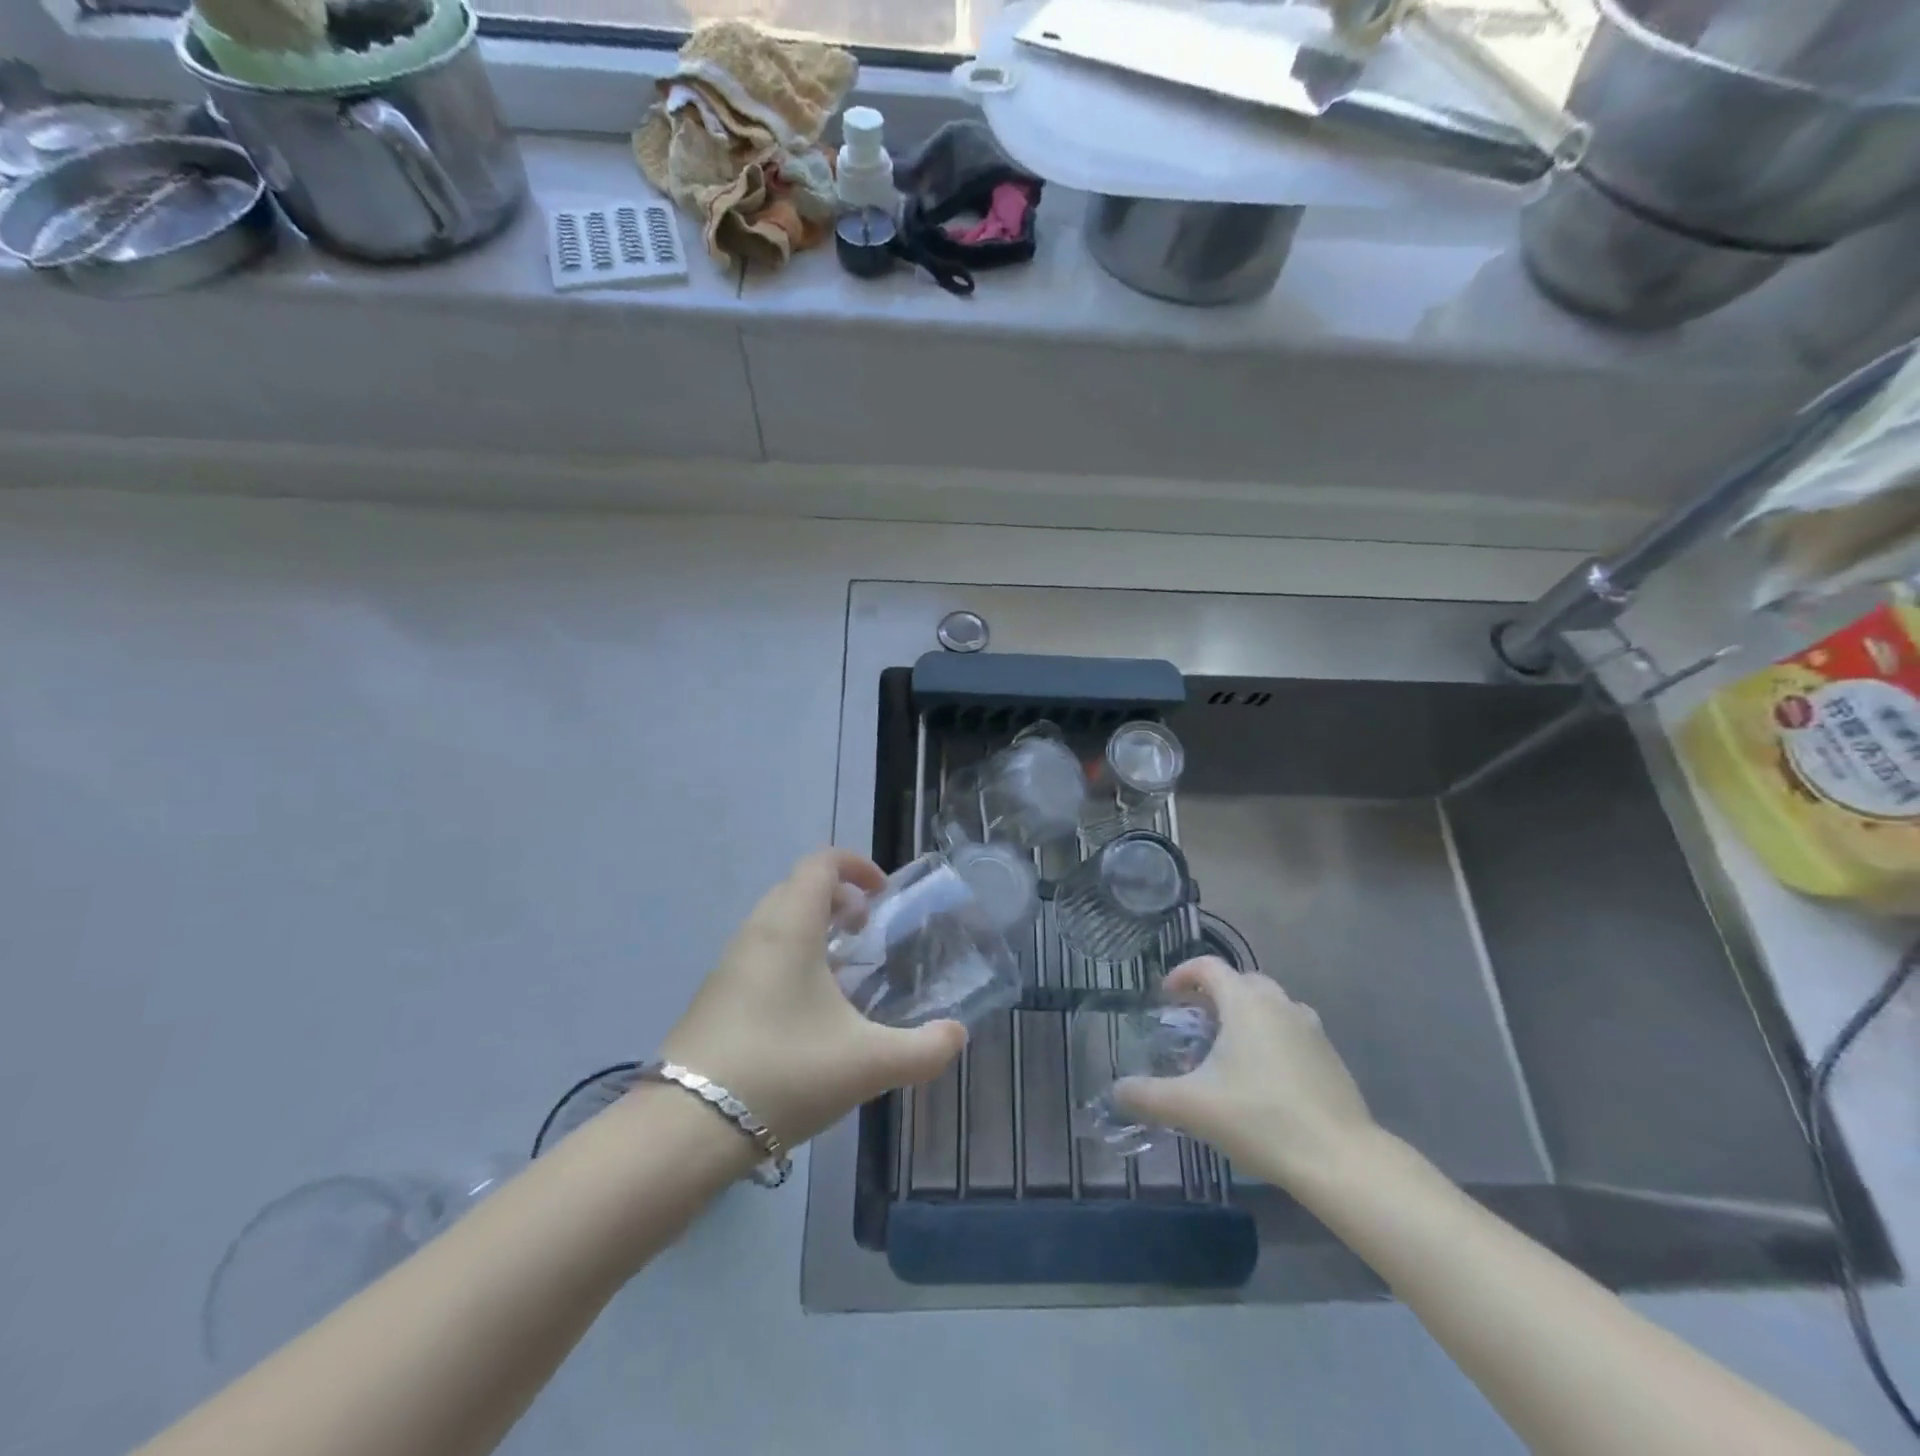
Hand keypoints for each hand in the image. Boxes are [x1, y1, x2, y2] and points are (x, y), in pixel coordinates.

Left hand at [661, 850, 966, 1150]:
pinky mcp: (713, 999)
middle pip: (797, 888)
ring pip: (775, 923)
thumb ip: (923, 1050)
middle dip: (836, 899)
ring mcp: (727, 967)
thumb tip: (956, 1035)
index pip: (820, 863)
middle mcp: (755, 934)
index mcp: (790, 928)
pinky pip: (758, 955)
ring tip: (841, 974)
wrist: (686, 1129)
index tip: (882, 895)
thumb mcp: (868, 1064)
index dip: (855, 866)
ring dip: (811, 930)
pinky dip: (789, 959)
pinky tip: (806, 1014)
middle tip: (866, 933)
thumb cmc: (784, 1073)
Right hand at [1113, 957, 1378, 1192]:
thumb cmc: (1259, 1118)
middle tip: (1193, 1021)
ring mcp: (1311, 1029)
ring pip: (1270, 1005)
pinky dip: (1271, 1037)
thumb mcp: (1192, 1107)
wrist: (1341, 1159)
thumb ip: (1147, 1096)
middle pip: (1241, 981)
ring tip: (1227, 1047)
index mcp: (1245, 1003)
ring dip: (1245, 1014)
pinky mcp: (1330, 1057)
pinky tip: (1262, 1076)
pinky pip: (1291, 1030)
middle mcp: (1279, 1004)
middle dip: (1213, 994)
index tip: (1166, 996)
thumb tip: (1115, 1091)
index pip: (1208, 967)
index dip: (1182, 975)